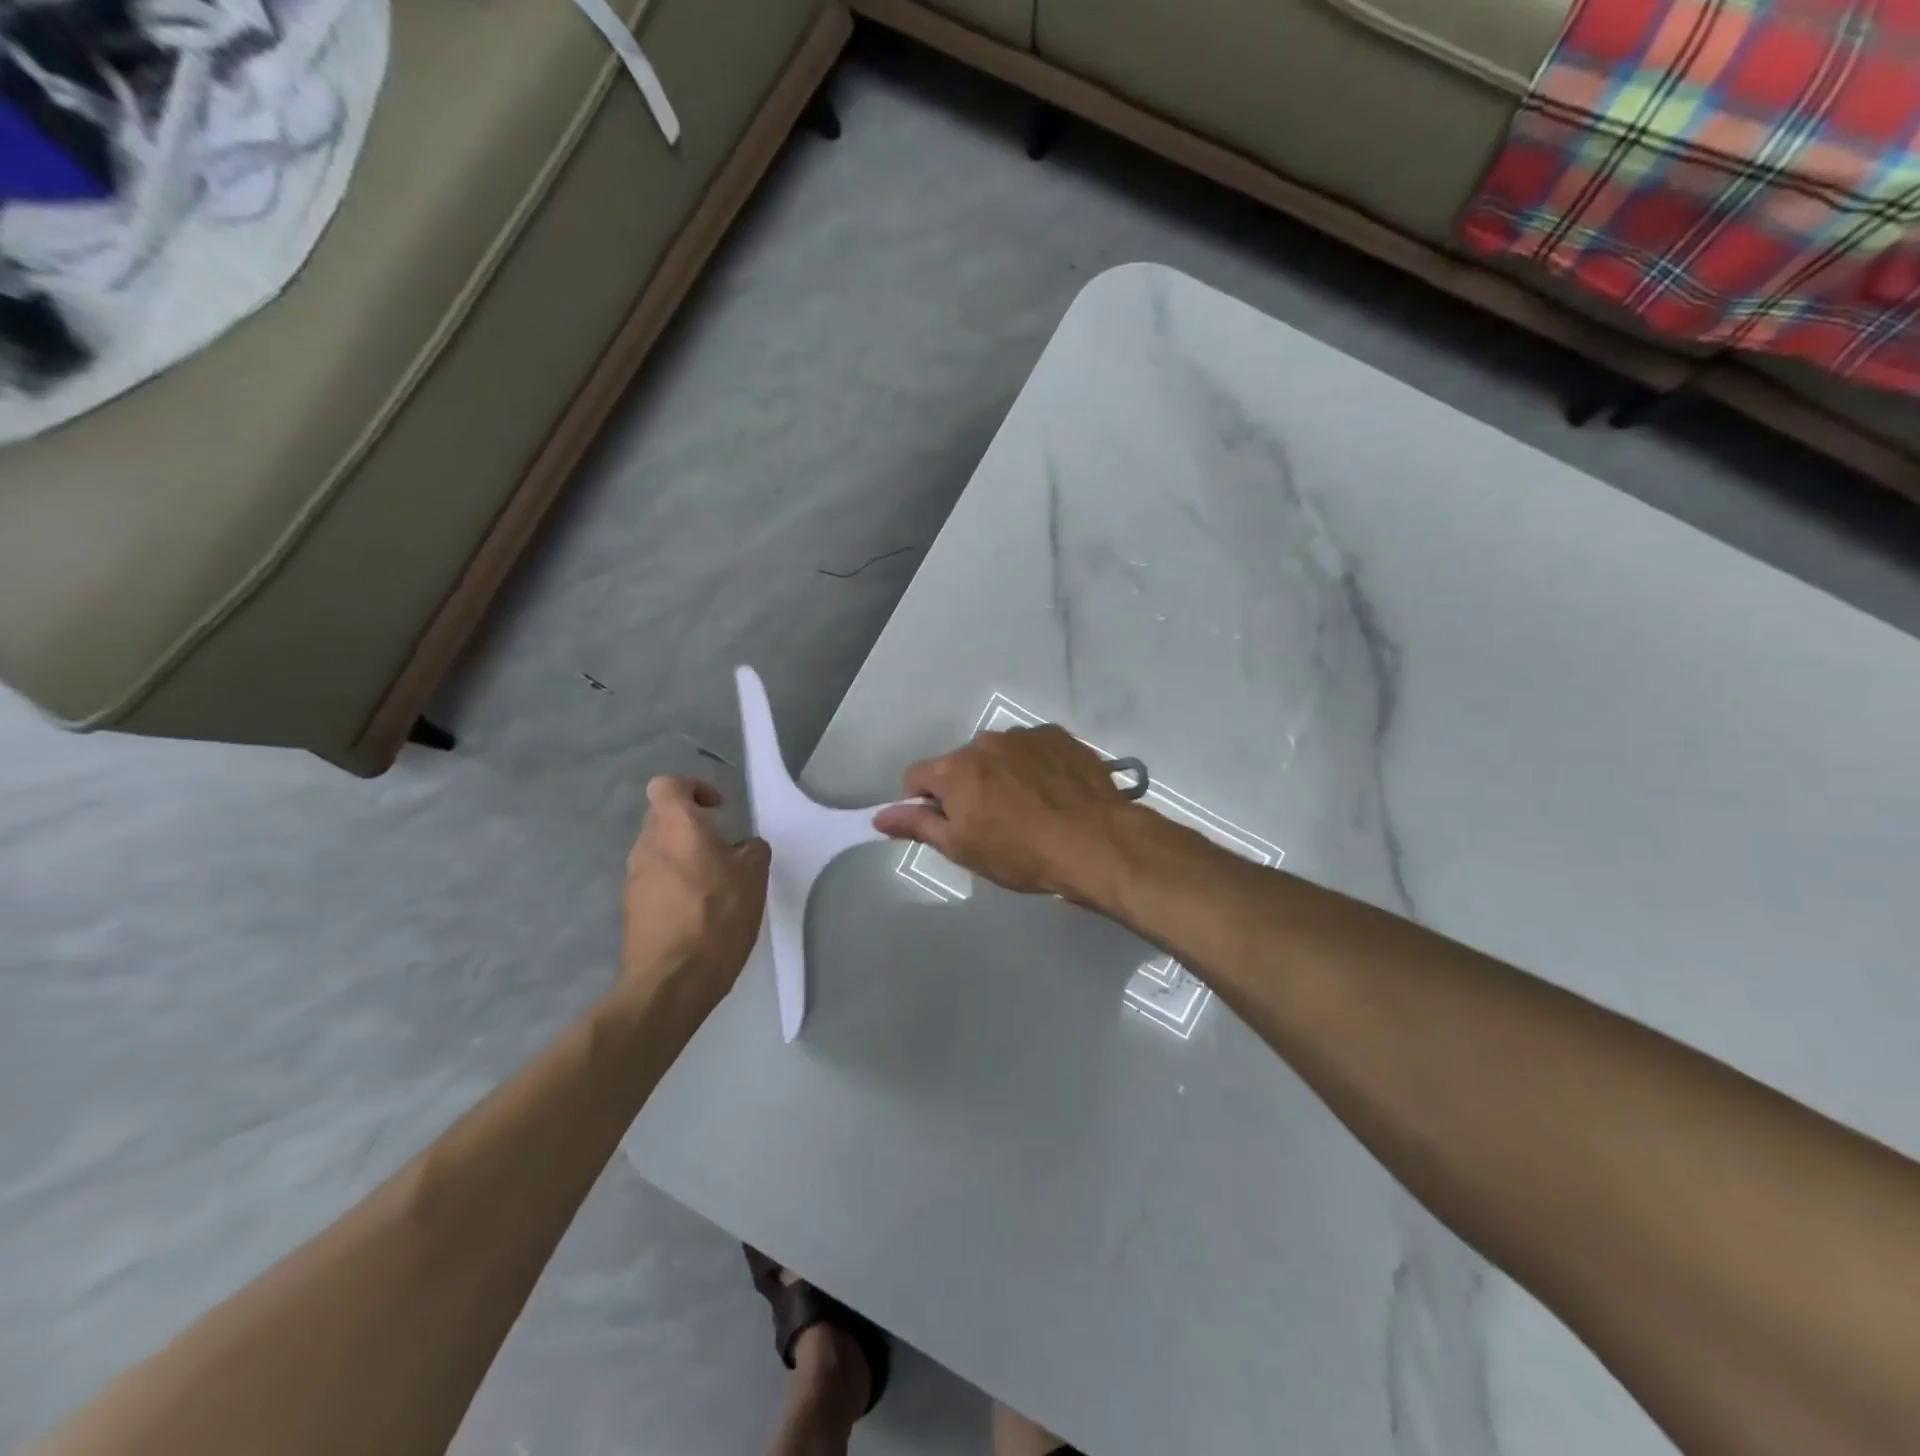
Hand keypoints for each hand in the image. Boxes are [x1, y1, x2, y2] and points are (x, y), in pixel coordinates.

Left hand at [622, 777, 769, 1013]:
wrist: (672, 981)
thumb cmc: (717, 917)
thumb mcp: (754, 877)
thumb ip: (752, 850)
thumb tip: (744, 847)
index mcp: (676, 828)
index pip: (668, 786)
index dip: (693, 788)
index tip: (718, 809)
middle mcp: (647, 847)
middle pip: (662, 818)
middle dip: (691, 825)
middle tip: (722, 846)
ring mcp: (634, 879)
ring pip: (658, 850)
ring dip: (683, 856)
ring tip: (714, 882)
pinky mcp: (632, 909)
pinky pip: (654, 881)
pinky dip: (674, 884)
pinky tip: (698, 911)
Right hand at [872, 725, 1133, 902]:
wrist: (1095, 842)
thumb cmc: (1021, 853)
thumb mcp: (962, 848)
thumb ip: (918, 826)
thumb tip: (880, 816)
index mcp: (955, 768)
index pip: (916, 777)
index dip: (922, 803)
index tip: (945, 825)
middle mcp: (985, 741)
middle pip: (960, 764)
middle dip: (966, 788)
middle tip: (992, 822)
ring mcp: (1025, 735)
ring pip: (997, 755)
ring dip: (1001, 775)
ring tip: (1029, 808)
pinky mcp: (1059, 737)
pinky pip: (1033, 749)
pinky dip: (1034, 766)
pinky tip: (1053, 793)